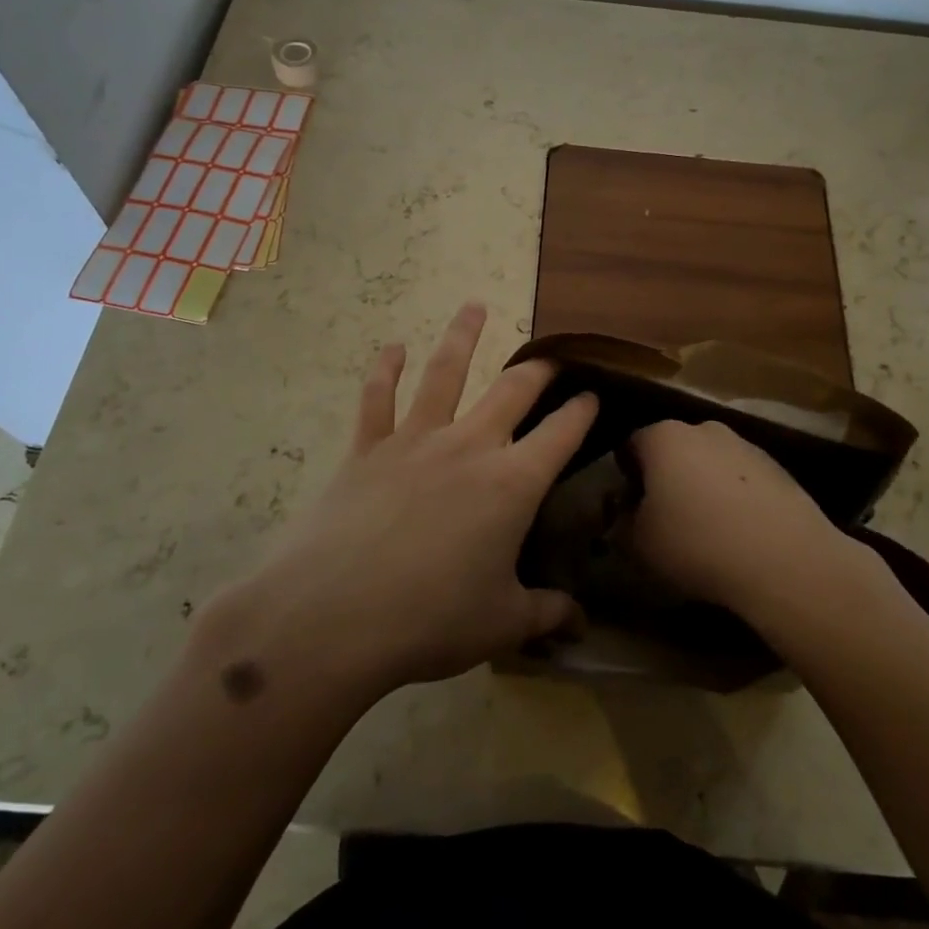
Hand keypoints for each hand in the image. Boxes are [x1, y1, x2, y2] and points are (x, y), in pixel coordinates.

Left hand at [196, 303, 596, 698]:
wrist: (333, 617)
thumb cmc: (430, 620)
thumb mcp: (501, 623)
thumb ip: (546, 613)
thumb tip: (579, 622)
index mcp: (512, 483)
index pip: (562, 433)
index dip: (583, 410)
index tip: (595, 393)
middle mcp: (470, 446)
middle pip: (512, 390)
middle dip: (538, 368)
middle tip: (551, 356)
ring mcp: (415, 440)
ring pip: (444, 373)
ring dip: (461, 336)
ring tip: (473, 306)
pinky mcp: (368, 448)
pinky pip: (377, 398)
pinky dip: (384, 369)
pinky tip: (392, 348)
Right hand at [626, 419, 846, 619]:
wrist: (784, 560)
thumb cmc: (697, 544)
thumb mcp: (639, 545)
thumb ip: (622, 524)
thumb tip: (626, 515)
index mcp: (663, 438)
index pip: (630, 445)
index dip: (625, 476)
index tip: (630, 508)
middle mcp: (704, 428)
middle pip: (673, 449)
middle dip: (666, 477)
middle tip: (665, 517)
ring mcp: (745, 444)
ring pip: (710, 461)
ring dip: (702, 485)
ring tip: (707, 529)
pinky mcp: (777, 466)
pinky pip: (741, 478)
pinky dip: (734, 496)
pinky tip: (740, 532)